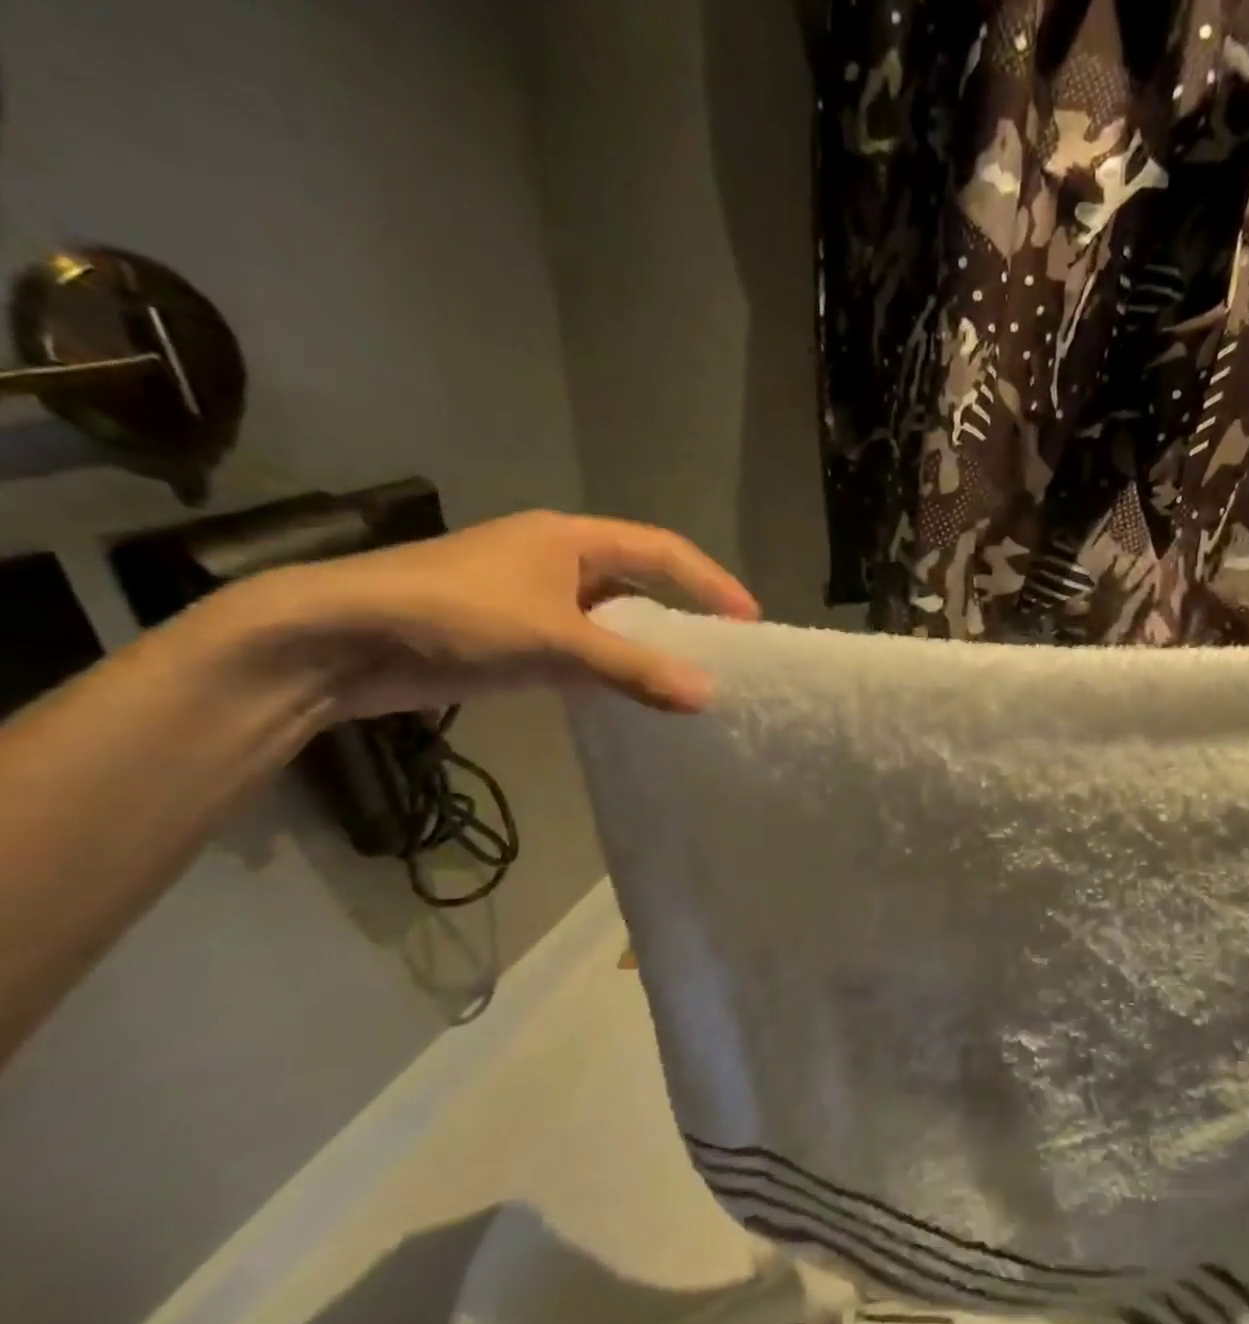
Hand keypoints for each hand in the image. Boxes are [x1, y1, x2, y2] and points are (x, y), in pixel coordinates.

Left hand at [229, 510, 758, 718]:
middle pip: (639, 580)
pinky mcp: (511, 634)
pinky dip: (611, 665)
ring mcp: (532, 597)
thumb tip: (708, 696)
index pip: (661, 551)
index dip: (710, 582)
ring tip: (689, 674)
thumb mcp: (554, 642)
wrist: (335, 640)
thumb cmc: (454, 615)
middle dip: (684, 611)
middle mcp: (556, 559)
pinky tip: (630, 691)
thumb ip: (633, 669)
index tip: (749, 620)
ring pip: (610, 617)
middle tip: (724, 648)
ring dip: (647, 643)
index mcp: (570, 538)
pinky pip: (582, 645)